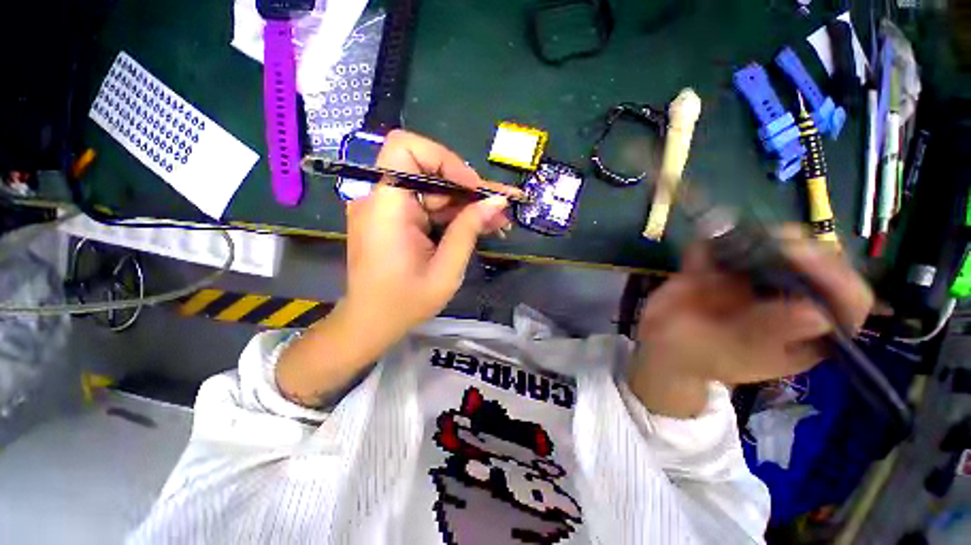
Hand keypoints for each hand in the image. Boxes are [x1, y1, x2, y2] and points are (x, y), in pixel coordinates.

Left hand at [344, 130, 510, 341]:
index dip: (443, 159)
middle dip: (466, 187)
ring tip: (496, 220)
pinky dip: (452, 213)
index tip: (471, 188)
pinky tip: (477, 225)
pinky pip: (426, 204)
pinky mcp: (393, 219)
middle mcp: (380, 199)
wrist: (371, 323)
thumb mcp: (446, 270)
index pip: (405, 149)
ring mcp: (386, 209)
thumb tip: (497, 201)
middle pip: (427, 169)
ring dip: (464, 202)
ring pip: (432, 188)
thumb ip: (468, 230)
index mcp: (386, 208)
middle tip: (498, 207)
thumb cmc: (405, 303)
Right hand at [627, 227, 873, 417]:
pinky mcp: (727, 268)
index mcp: (805, 332)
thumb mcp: (730, 353)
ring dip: (766, 236)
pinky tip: (707, 242)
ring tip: (739, 237)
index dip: (835, 278)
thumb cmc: (695, 357)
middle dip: (802, 248)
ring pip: (782, 247)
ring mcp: (758, 282)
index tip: (797, 257)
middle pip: (820, 265)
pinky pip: (732, 245)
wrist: (657, 342)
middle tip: (771, 241)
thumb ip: (765, 334)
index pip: (847, 303)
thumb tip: (817, 314)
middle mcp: (790, 302)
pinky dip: (722, 237)